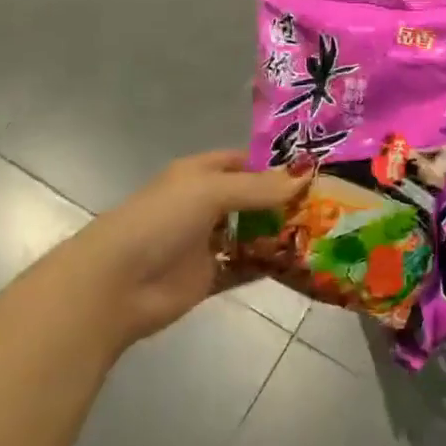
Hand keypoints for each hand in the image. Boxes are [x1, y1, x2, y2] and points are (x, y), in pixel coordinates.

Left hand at [76, 151, 306, 350]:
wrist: (115, 284)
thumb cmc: (160, 221)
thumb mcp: (211, 192)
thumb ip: (258, 187)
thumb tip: (305, 176)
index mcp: (199, 174)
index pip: (244, 161)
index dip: (276, 163)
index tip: (316, 168)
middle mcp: (204, 204)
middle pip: (253, 198)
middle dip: (285, 200)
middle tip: (330, 203)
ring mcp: (206, 241)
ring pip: (252, 233)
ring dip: (280, 233)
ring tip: (323, 232)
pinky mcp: (209, 276)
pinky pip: (246, 267)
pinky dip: (268, 265)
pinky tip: (300, 263)